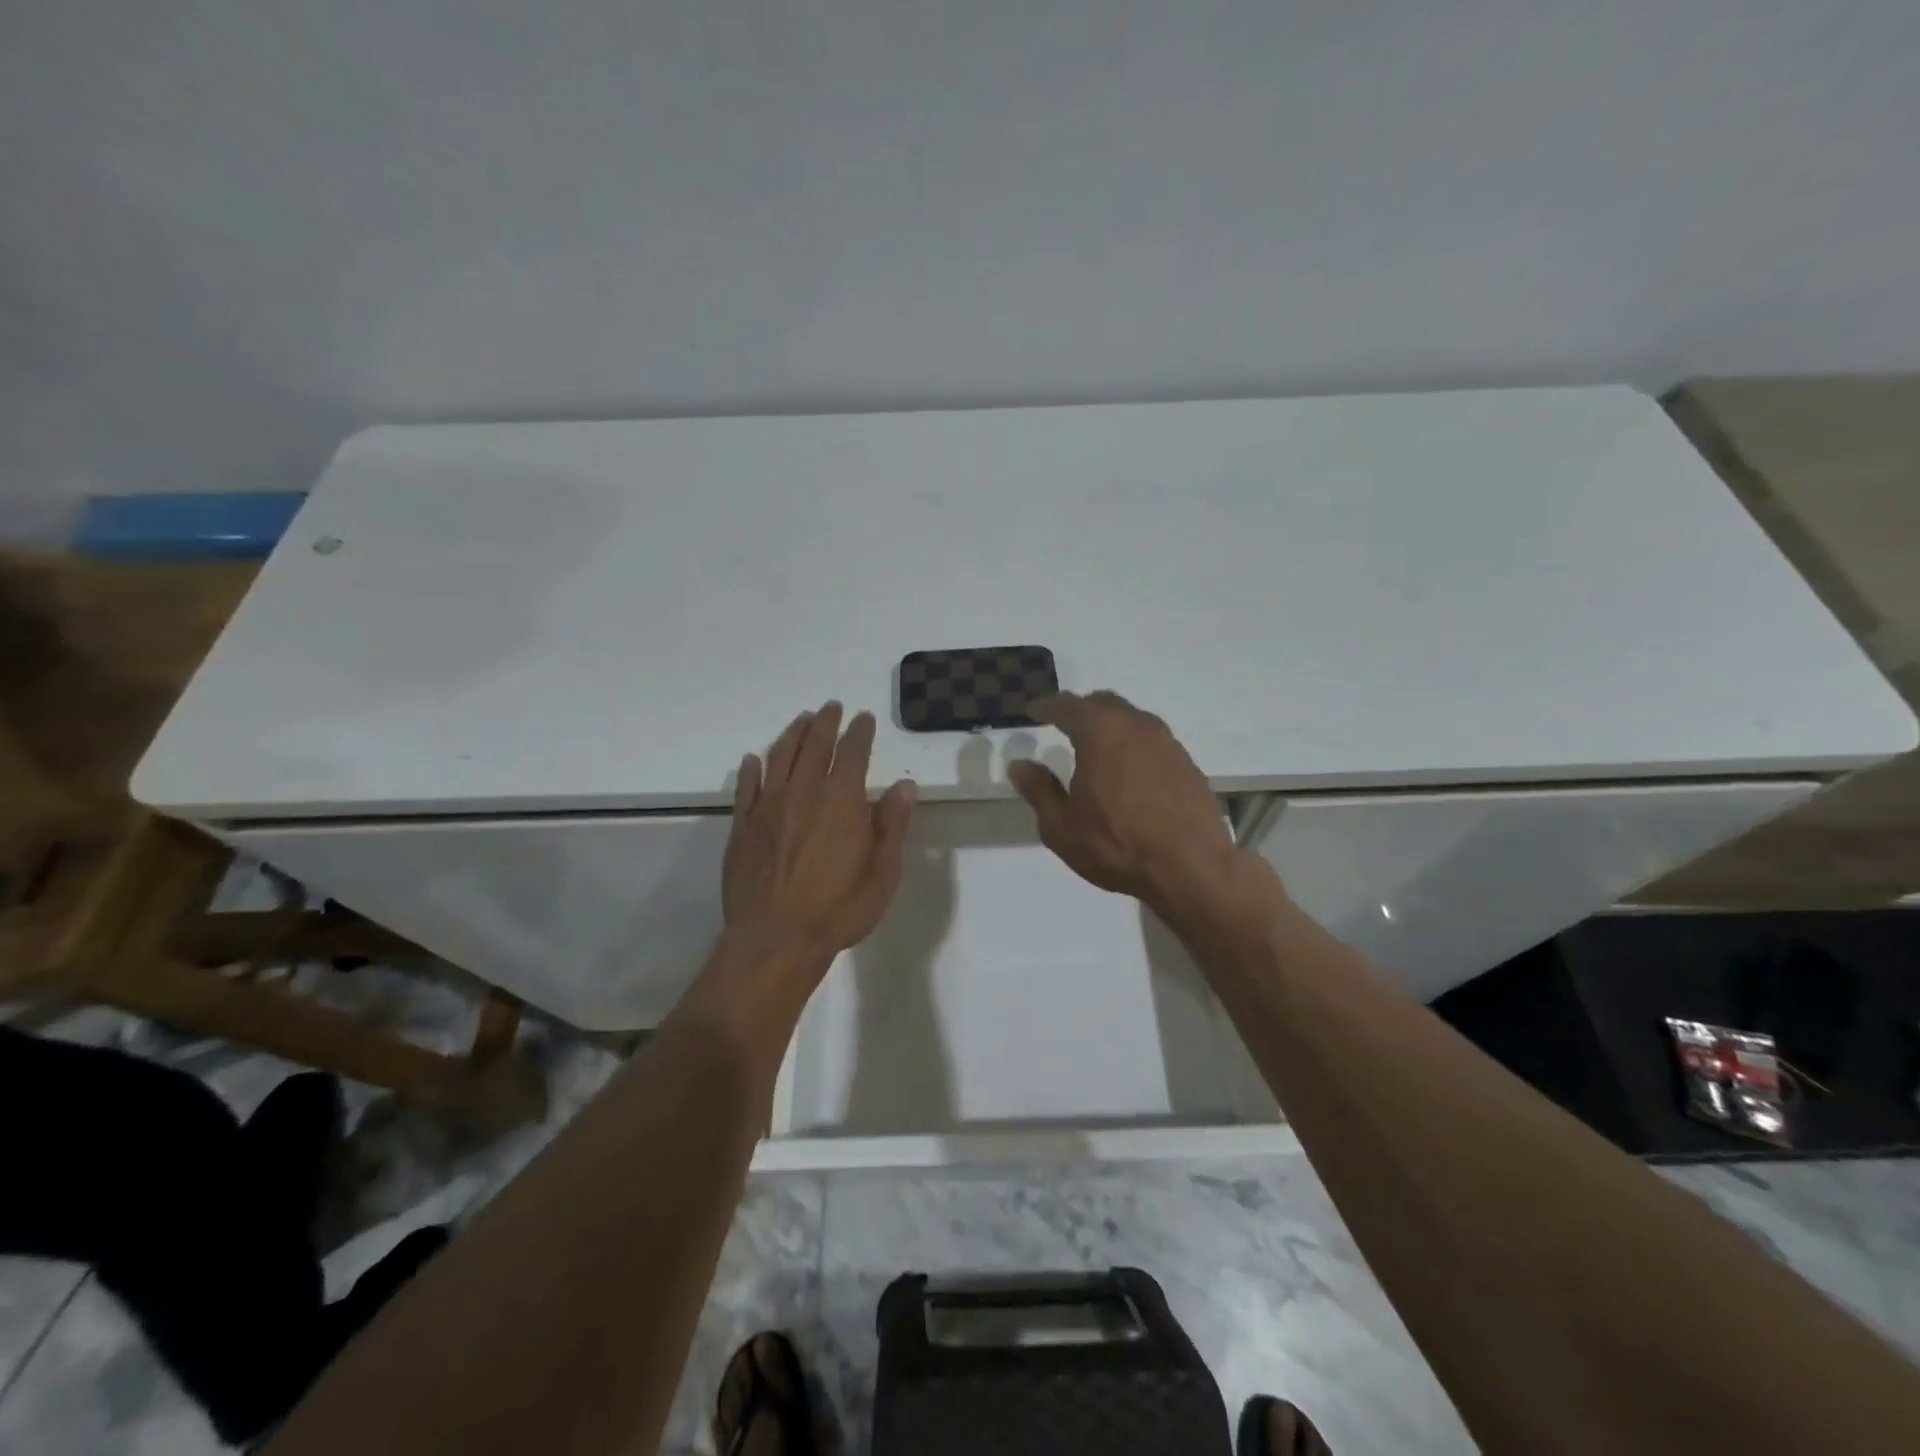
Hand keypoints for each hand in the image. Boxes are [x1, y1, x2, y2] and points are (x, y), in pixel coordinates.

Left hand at [723, 702, 915, 967]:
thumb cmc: (838, 909)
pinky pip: (746, 786)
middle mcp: (803, 792)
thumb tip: (904, 786)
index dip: (860, 731)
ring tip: (801, 720)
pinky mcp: (742, 825)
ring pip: (779, 756)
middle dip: (825, 722)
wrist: (775, 938)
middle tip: (831, 707)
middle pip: (814, 745)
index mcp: (841, 800)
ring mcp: (768, 806)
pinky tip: (754, 759)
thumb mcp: (883, 873)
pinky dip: (752, 768)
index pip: (853, 752)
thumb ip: (893, 825)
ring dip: (792, 734)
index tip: (864, 718)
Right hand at [1008, 690, 1239, 910]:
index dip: (1046, 706)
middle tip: (1062, 723)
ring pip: (1131, 719)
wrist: (1192, 867)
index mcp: (1100, 732)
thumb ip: (1039, 790)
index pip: (1067, 706)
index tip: (1032, 710)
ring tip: (1095, 745)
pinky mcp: (1186, 762)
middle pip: (1103, 703)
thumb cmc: (1117, 846)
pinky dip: (1132, 744)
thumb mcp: (1062, 826)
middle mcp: (1136, 726)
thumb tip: (1020, 765)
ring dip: (1110, 724)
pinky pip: (1151, 740)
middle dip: (1079, 709)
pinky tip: (1127, 769)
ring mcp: (1167, 742)